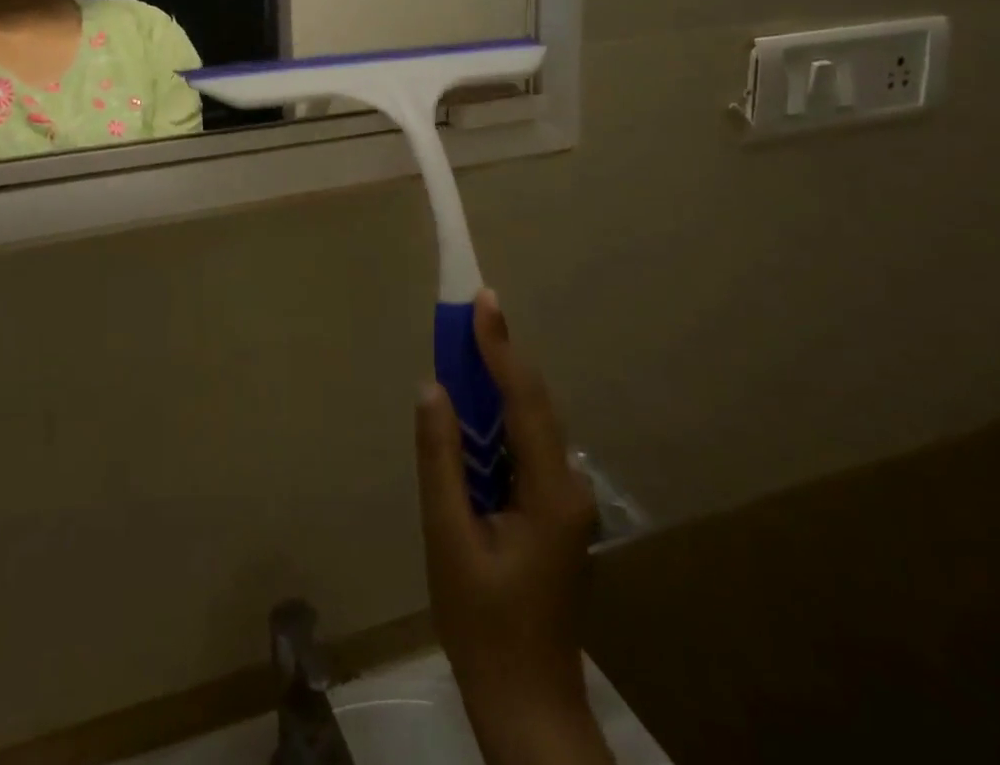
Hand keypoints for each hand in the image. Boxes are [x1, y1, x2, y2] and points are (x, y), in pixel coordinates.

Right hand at [416, 290, 609, 764]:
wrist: (525, 700)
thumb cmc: (482, 622)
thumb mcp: (448, 538)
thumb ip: (440, 459)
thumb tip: (432, 388)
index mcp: (550, 492)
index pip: (524, 400)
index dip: (500, 346)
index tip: (482, 300)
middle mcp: (567, 486)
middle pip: (532, 404)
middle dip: (499, 353)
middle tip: (467, 311)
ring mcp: (564, 500)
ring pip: (530, 422)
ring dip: (497, 382)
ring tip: (463, 345)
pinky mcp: (551, 510)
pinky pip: (524, 445)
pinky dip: (498, 415)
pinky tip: (472, 409)